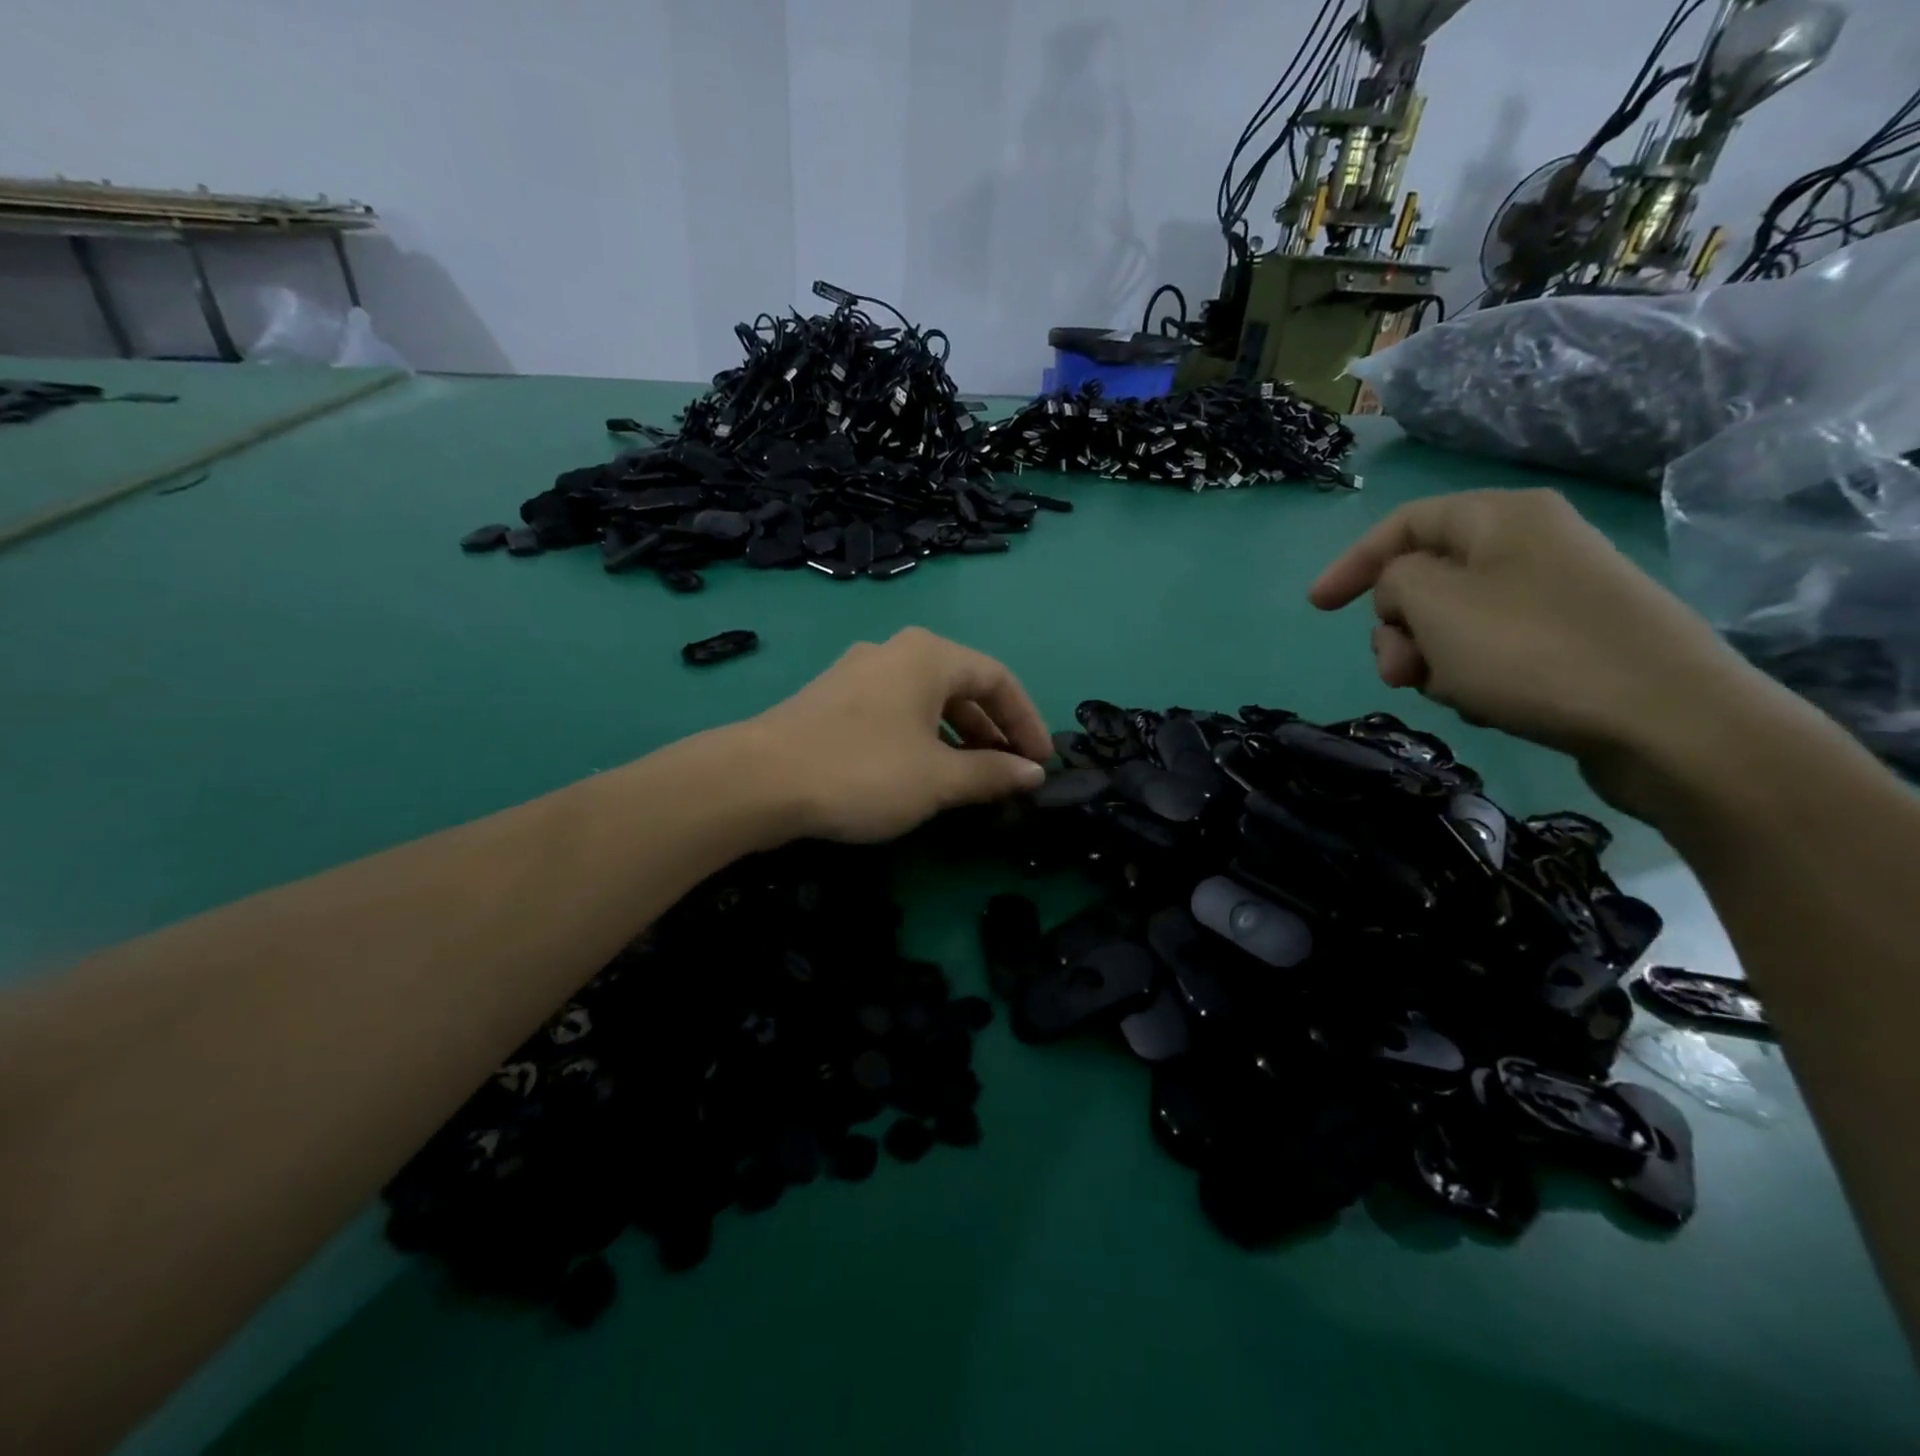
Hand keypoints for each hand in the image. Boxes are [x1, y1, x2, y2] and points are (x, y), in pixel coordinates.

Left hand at [744, 627, 1051, 843]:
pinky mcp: (832, 698)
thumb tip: (1032, 774)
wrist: (758, 780)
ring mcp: (858, 672)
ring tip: (970, 778)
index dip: (1027, 721)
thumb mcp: (938, 779)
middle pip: (962, 686)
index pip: (998, 679)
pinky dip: (921, 737)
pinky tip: (919, 771)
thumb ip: (991, 773)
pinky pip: (895, 711)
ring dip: (957, 737)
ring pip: (926, 700)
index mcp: (929, 656)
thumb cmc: (863, 771)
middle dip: (992, 730)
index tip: (1042, 762)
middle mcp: (895, 651)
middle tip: (1009, 773)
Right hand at [1308, 489, 1777, 818]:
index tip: (1317, 610)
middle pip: (1425, 579)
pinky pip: (1490, 650)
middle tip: (1400, 672)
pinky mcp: (1570, 640)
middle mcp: (1529, 544)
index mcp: (1500, 517)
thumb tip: (1403, 592)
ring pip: (1452, 622)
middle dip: (1398, 629)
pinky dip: (1471, 675)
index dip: (1351, 564)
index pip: (1401, 524)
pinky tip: (1487, 705)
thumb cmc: (1532, 651)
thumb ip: (1392, 582)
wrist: (1667, 721)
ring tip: (1451, 694)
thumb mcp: (1435, 605)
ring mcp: (1554, 594)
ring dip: (1432, 659)